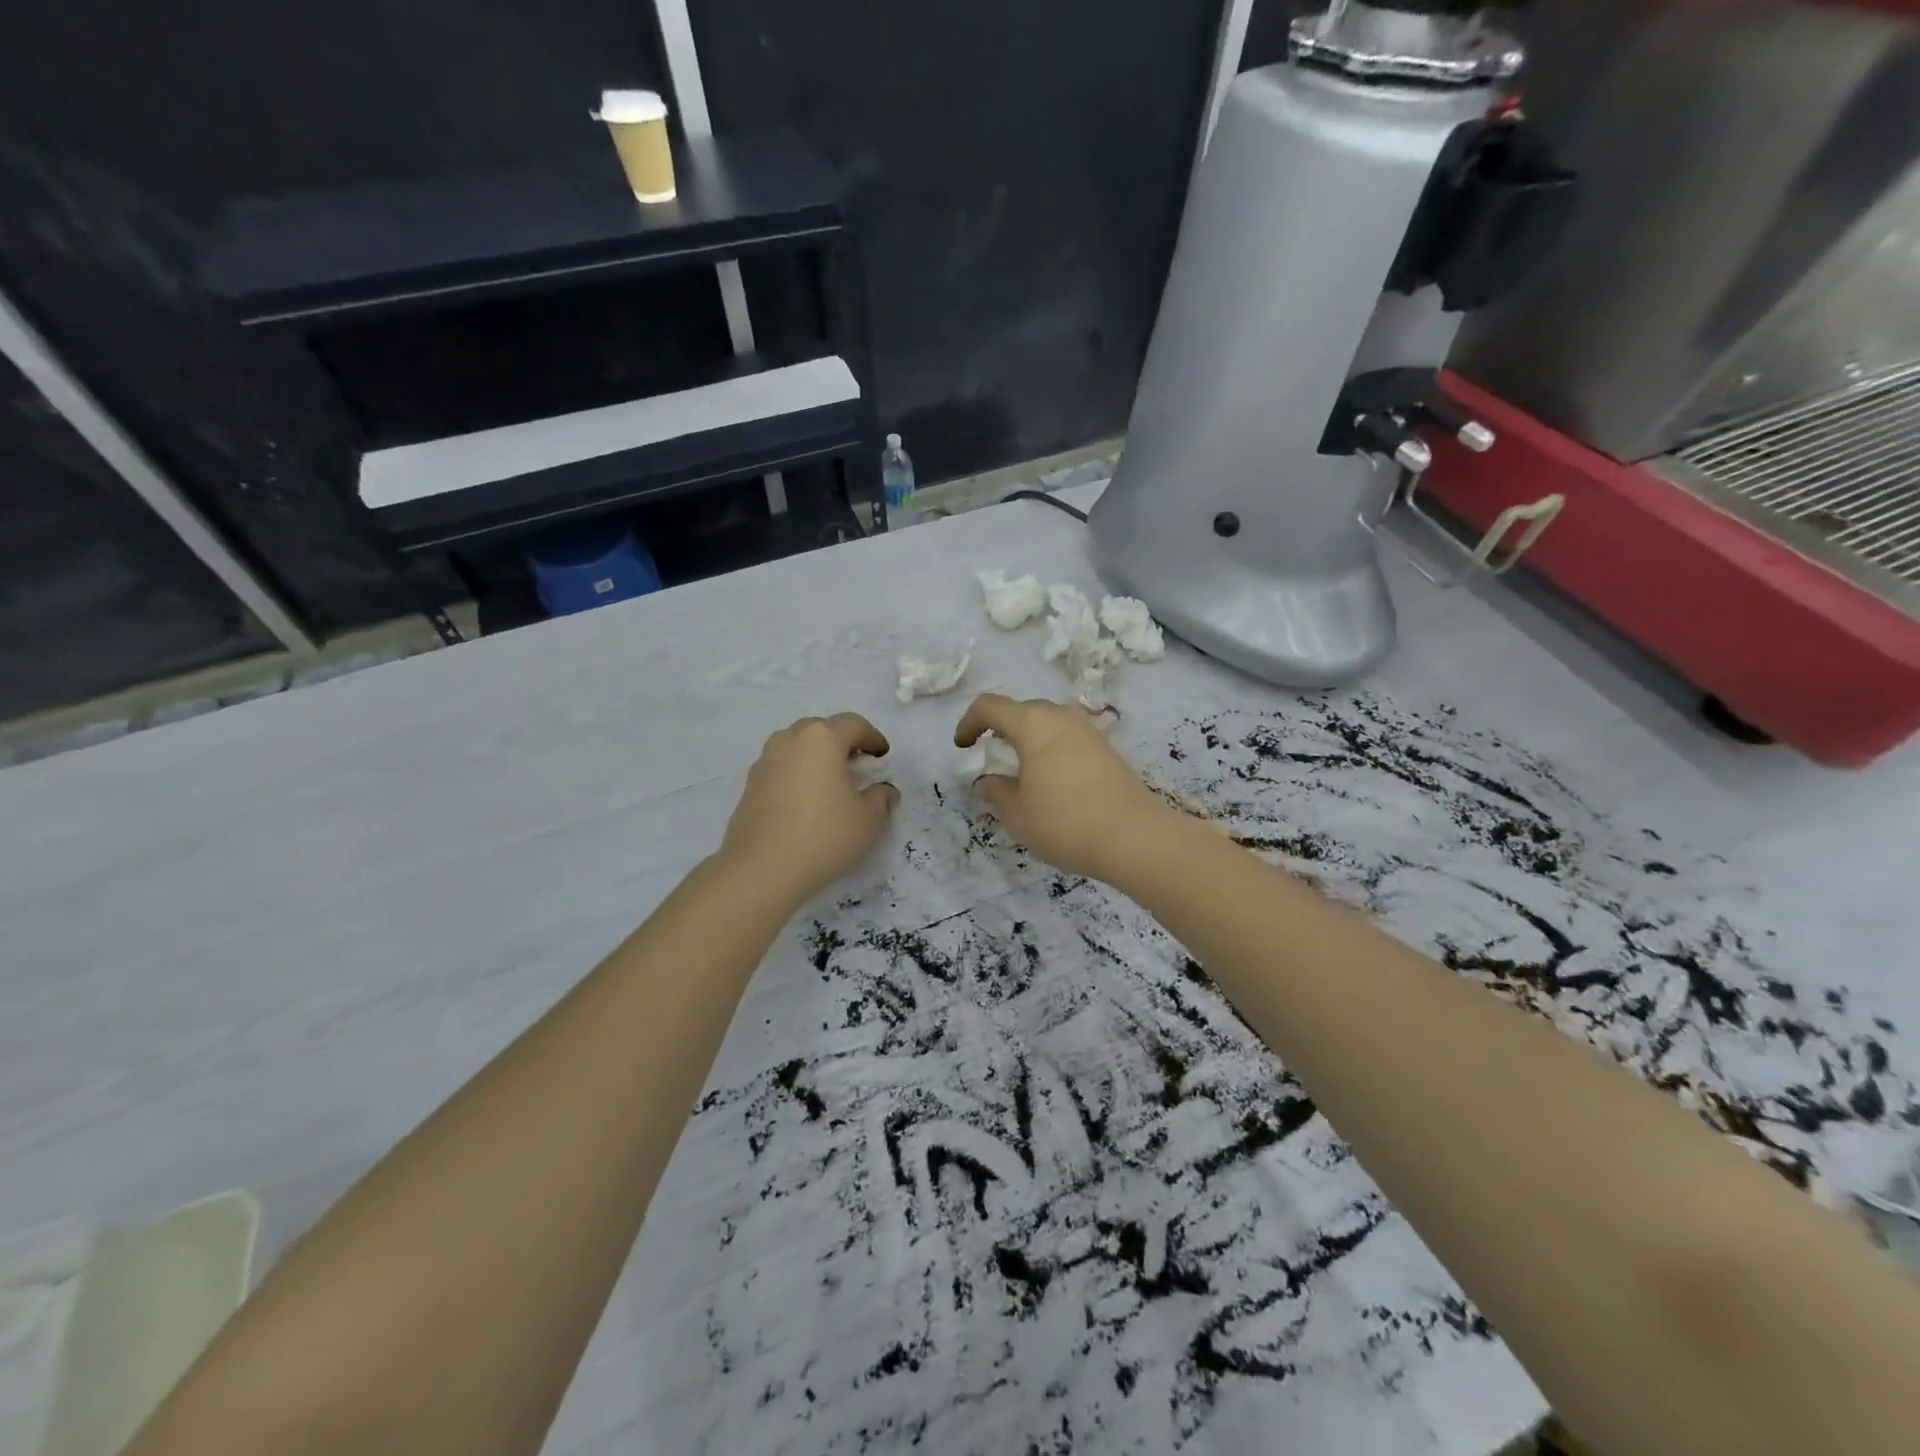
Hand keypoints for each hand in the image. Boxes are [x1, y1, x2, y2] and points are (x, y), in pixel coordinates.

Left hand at [720, 714, 898, 904]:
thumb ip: (881, 798)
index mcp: (822, 738)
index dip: (872, 737)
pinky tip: (805, 803)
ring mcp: (765, 761)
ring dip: (816, 758)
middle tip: (857, 767)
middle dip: (842, 744)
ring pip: (797, 747)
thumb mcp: (868, 820)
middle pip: (821, 730)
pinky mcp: (749, 784)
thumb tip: (883, 790)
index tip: (882, 757)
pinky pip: (781, 768)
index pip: (853, 724)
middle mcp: (790, 739)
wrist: (761, 869)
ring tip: (830, 785)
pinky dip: (797, 775)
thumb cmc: (823, 836)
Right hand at [954, 694, 1173, 882]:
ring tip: (1020, 767)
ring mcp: (1088, 730)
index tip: (963, 747)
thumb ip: (995, 791)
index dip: (969, 722)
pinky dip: (1051, 749)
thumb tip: (985, 781)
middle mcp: (1061, 717)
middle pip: (1022, 710)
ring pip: (1049, 722)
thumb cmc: (1065, 822)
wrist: (1135, 837)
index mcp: (1033, 724)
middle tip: (989, 754)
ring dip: (1028, 737)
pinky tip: (1052, 779)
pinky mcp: (1107, 748)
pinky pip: (1068, 737)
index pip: (990, 706)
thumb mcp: (1017, 813)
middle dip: (1000, 728)